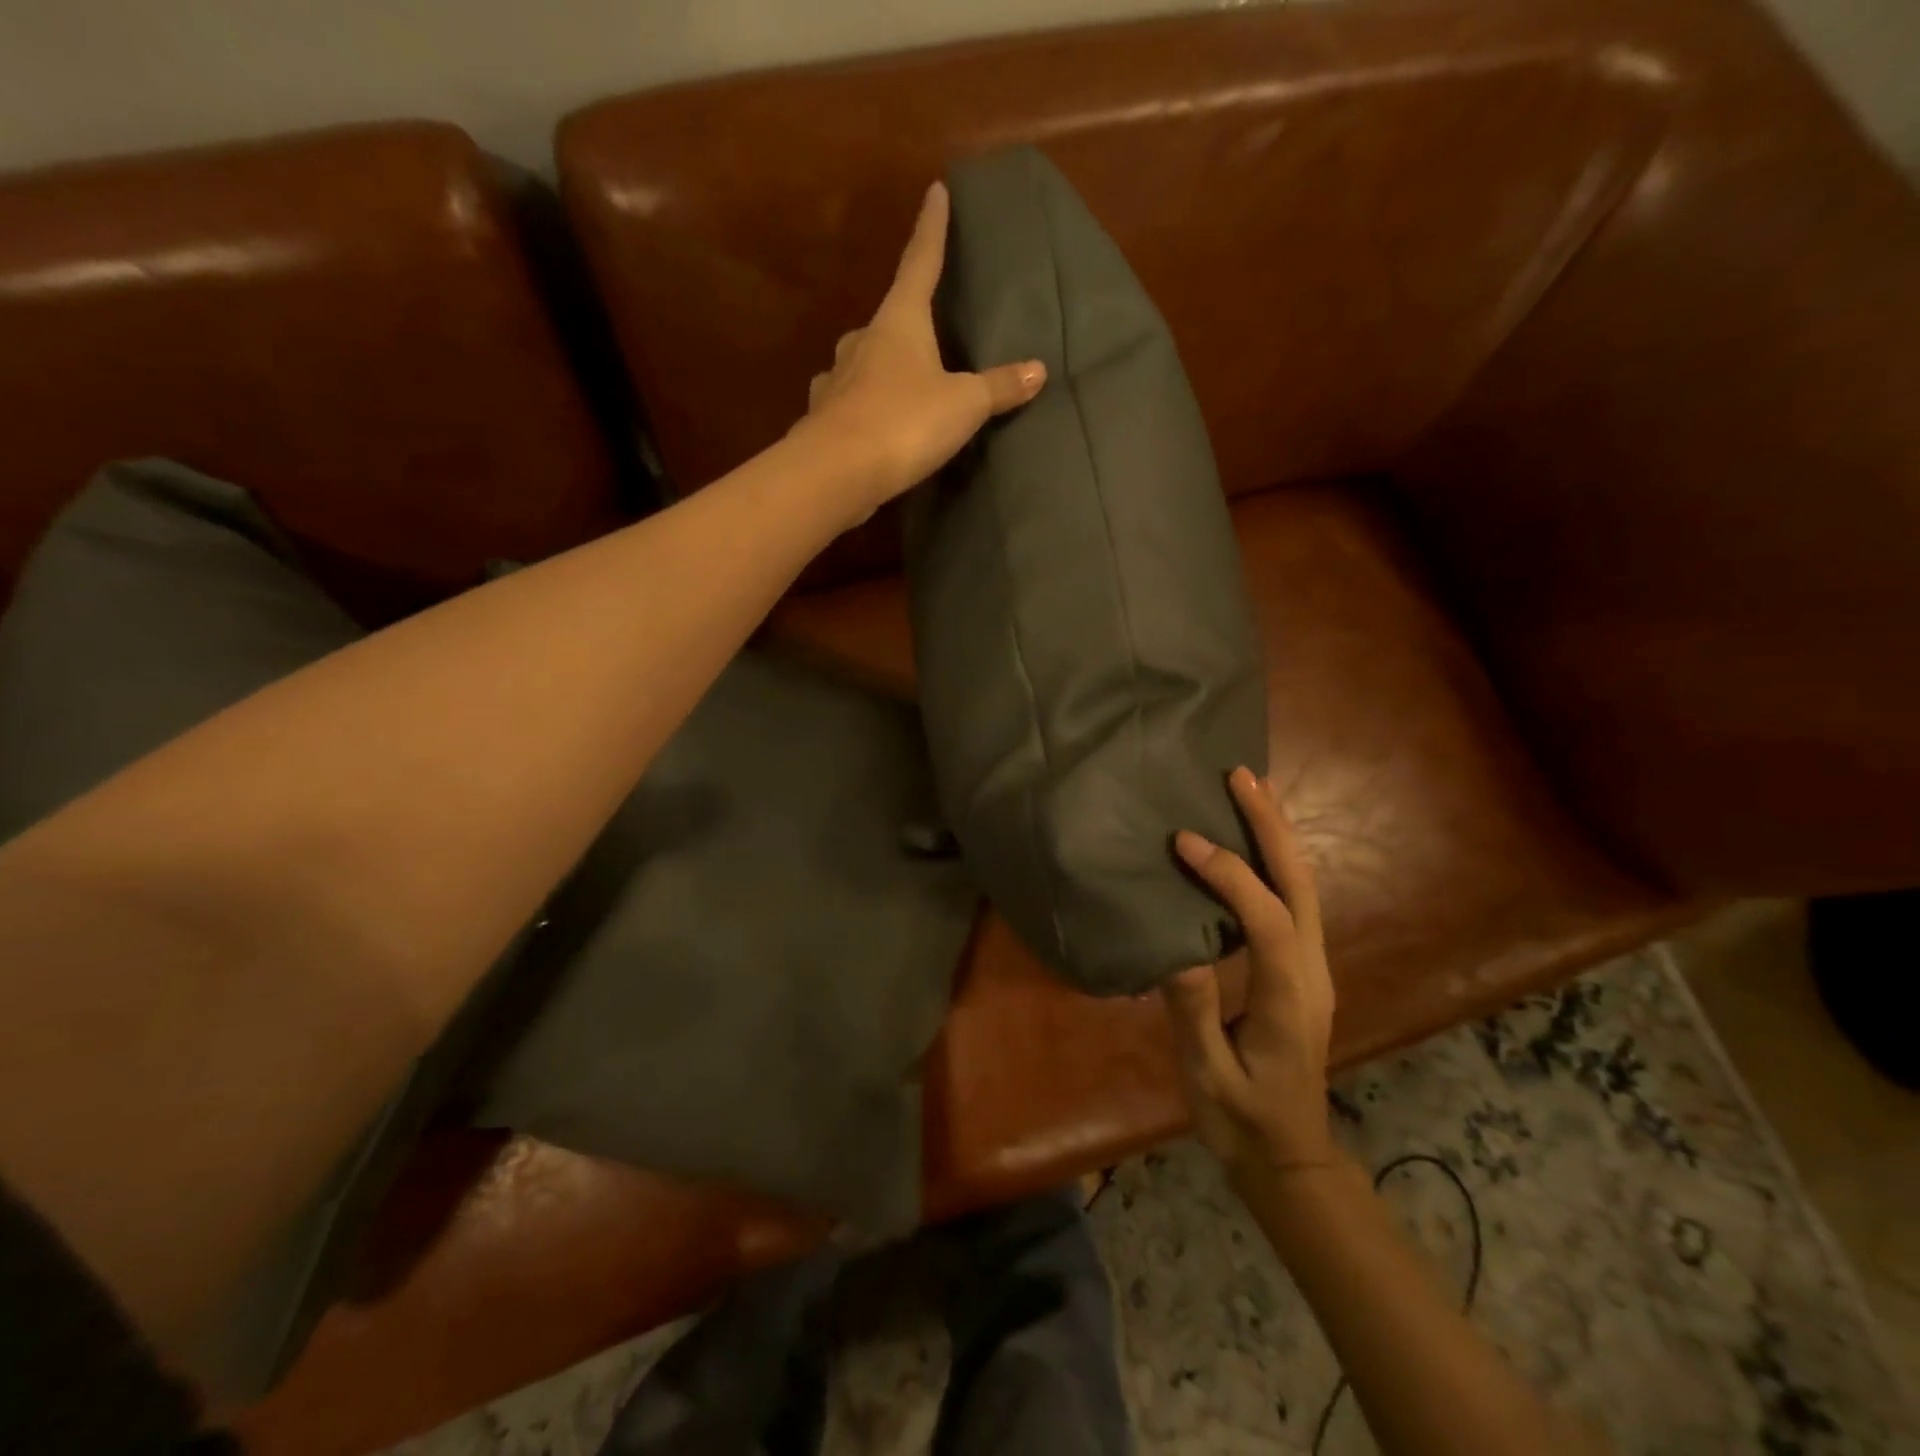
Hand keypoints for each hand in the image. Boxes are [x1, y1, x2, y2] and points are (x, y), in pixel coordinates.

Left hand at [796, 181, 1045, 523]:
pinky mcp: (824, 417)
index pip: (920, 262)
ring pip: (862, 361)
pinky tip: (866, 418)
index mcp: (899, 321)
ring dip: (879, 366)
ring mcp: (837, 378)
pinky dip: (861, 405)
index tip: (936, 191)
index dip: (932, 228)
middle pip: (888, 319)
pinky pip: (848, 401)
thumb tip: (1037, 370)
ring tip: (899, 381)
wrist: (837, 472)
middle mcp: (863, 340)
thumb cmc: (904, 423)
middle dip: (906, 320)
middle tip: (924, 326)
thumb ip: (998, 388)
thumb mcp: (963, 405)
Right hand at [1163, 767, 1338, 1188]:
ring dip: (1277, 835)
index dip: (1229, 876)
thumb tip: (1172, 946)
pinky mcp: (1300, 968)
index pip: (1267, 921)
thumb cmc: (1242, 1121)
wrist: (1288, 1158)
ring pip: (1304, 887)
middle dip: (1272, 827)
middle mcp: (1312, 972)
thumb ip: (1193, 1012)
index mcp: (1289, 999)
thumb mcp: (1209, 1077)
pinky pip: (1293, 900)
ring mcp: (1312, 968)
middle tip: (1242, 777)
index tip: (1183, 842)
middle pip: (1302, 886)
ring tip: (1250, 790)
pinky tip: (1251, 841)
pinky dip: (1275, 860)